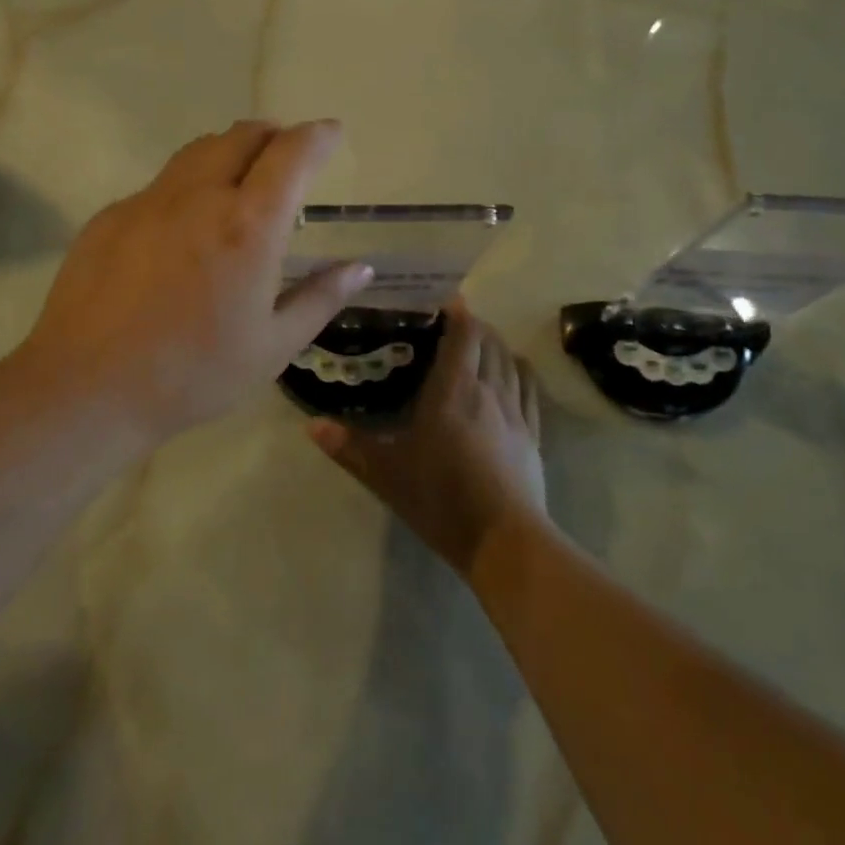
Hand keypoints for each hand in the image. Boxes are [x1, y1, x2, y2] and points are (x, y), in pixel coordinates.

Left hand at [17, 120, 371, 443]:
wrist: (88, 387)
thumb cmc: (193, 374)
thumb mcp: (273, 346)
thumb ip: (320, 298)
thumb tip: (360, 267)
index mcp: (248, 226)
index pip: (291, 153)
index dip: (318, 136)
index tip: (332, 133)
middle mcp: (199, 197)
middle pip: (241, 135)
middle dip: (273, 135)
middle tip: (286, 156)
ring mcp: (148, 202)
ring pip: (198, 152)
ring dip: (229, 151)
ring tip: (240, 179)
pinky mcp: (110, 216)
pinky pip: (160, 186)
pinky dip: (187, 188)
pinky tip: (182, 230)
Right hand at [307, 302, 546, 575]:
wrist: (504, 540)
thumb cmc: (440, 498)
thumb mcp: (387, 474)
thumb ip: (349, 447)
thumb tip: (311, 426)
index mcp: (453, 390)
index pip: (464, 334)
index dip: (458, 313)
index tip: (443, 304)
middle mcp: (488, 389)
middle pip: (489, 342)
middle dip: (475, 327)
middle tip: (453, 326)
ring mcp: (515, 412)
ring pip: (511, 361)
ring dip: (497, 345)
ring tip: (481, 345)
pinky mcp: (533, 435)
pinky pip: (530, 389)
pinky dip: (521, 370)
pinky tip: (515, 371)